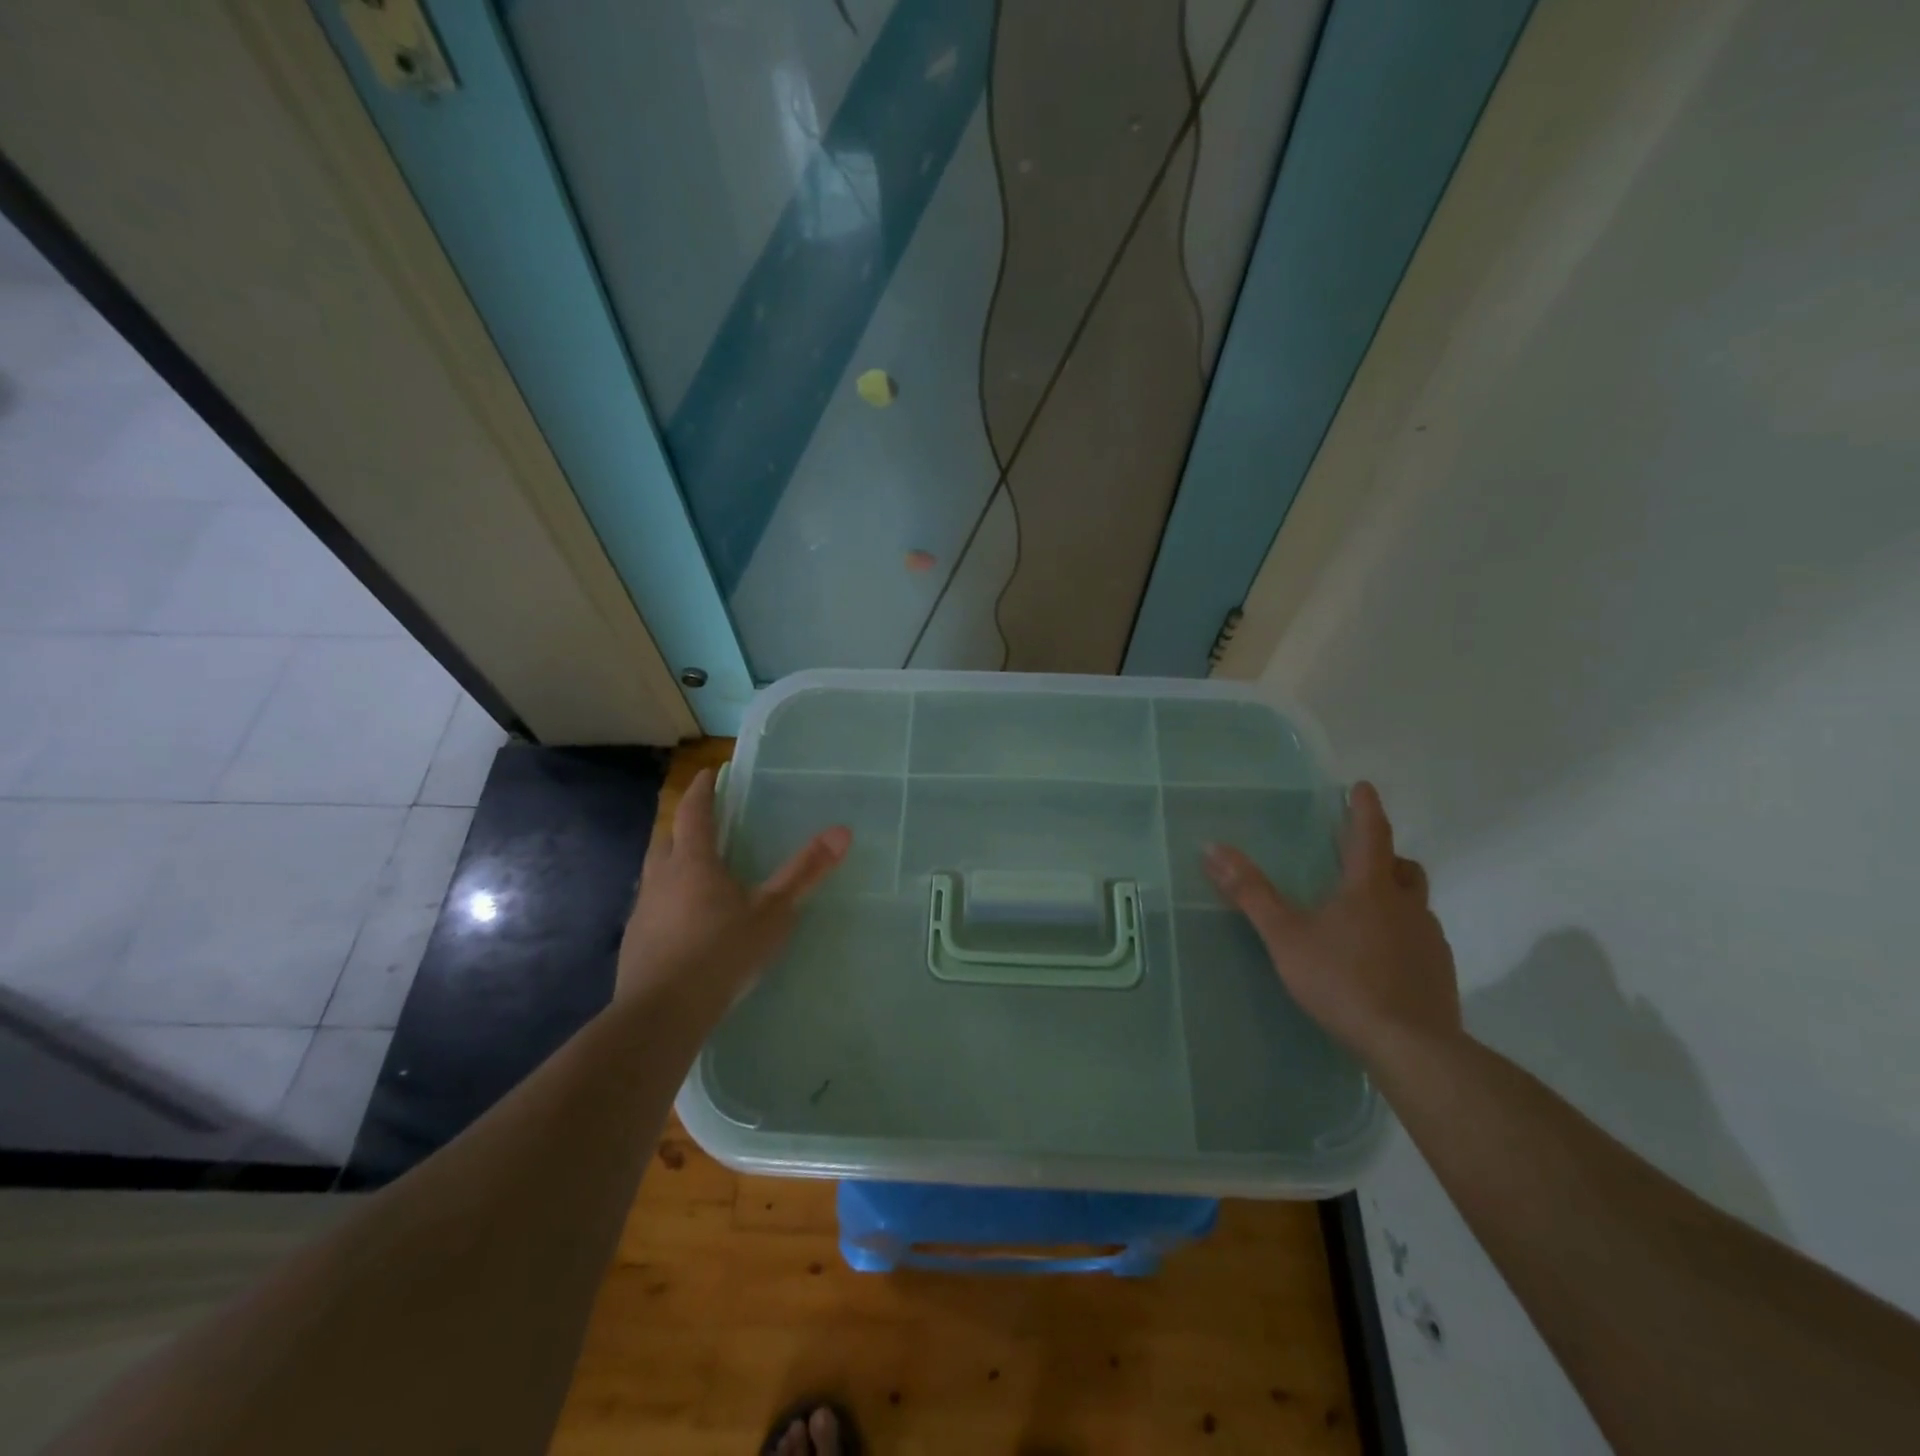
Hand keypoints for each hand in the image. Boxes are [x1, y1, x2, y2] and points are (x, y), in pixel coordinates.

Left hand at [618, 768, 849, 1012]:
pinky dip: (667, 899)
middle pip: (666, 837)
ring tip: (694, 870)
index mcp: (693, 862)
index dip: (702, 789)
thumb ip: (805, 872)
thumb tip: (842, 830)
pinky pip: (651, 906)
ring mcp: (643, 911)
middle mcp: (661, 878)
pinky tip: (683, 921)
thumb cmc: (722, 953)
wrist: (663, 1013)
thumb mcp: (773, 912)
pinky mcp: (635, 942)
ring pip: (654, 873)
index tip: (709, 773)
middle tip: (701, 820)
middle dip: (682, 823)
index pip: (694, 812)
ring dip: (671, 861)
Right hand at [1202, 781, 1460, 1068]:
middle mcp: (1407, 906)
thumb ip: (1250, 892)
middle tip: (1358, 856)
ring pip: (1415, 903)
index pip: (1371, 834)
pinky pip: (1420, 938)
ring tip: (1365, 912)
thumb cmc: (1342, 981)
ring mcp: (1429, 940)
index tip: (1363, 787)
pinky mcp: (1439, 972)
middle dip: (1383, 855)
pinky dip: (1401, 933)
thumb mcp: (1284, 936)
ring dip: (1395, 895)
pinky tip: (1380, 958)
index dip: (1365, 808)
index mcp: (1370, 889)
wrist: (1411, 1046)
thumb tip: (1212, 848)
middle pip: (1403, 867)